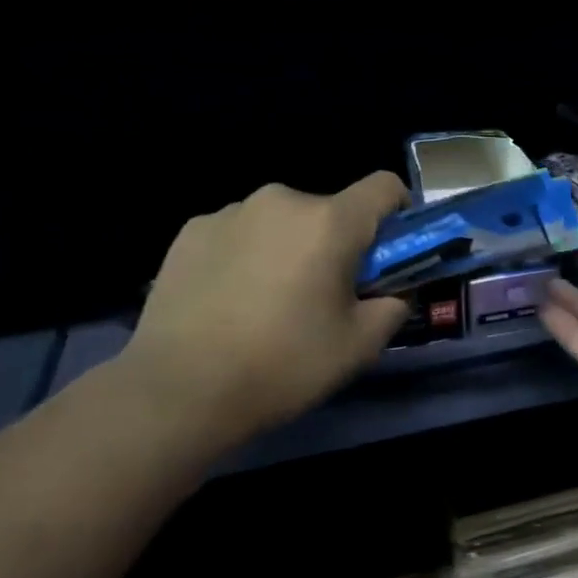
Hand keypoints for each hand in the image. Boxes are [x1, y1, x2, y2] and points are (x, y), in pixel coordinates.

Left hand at [115, 173, 410, 439]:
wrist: (178, 390)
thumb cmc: (283, 365)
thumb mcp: (360, 346)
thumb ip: (394, 306)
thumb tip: (393, 290)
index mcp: (330, 222)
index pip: (385, 187)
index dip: (399, 214)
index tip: (389, 253)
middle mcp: (281, 200)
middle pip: (331, 210)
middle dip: (338, 243)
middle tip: (325, 295)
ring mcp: (231, 211)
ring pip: (283, 221)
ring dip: (290, 247)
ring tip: (270, 301)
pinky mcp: (191, 230)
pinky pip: (240, 232)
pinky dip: (248, 254)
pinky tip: (230, 300)